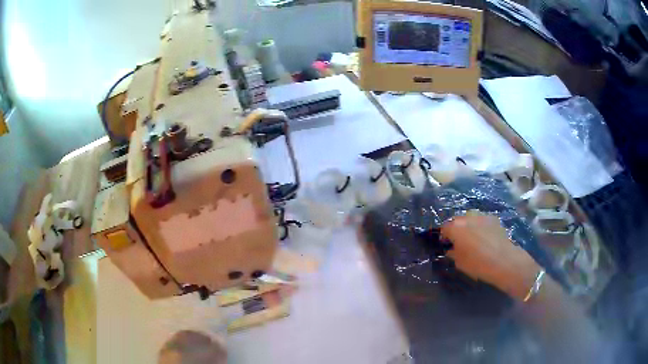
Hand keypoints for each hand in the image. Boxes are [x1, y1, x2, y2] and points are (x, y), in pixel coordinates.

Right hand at [441, 211, 541, 300]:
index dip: (444, 236)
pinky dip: (480, 226)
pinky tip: (485, 237)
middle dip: (456, 229)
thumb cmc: (478, 264)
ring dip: (468, 226)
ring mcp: (482, 216)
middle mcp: (467, 217)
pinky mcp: (494, 218)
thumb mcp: (459, 263)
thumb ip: (453, 253)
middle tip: (458, 241)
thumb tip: (452, 249)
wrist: (504, 260)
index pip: (444, 228)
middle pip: (457, 220)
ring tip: (473, 238)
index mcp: (455, 227)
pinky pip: (482, 221)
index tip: (446, 244)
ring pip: (470, 218)